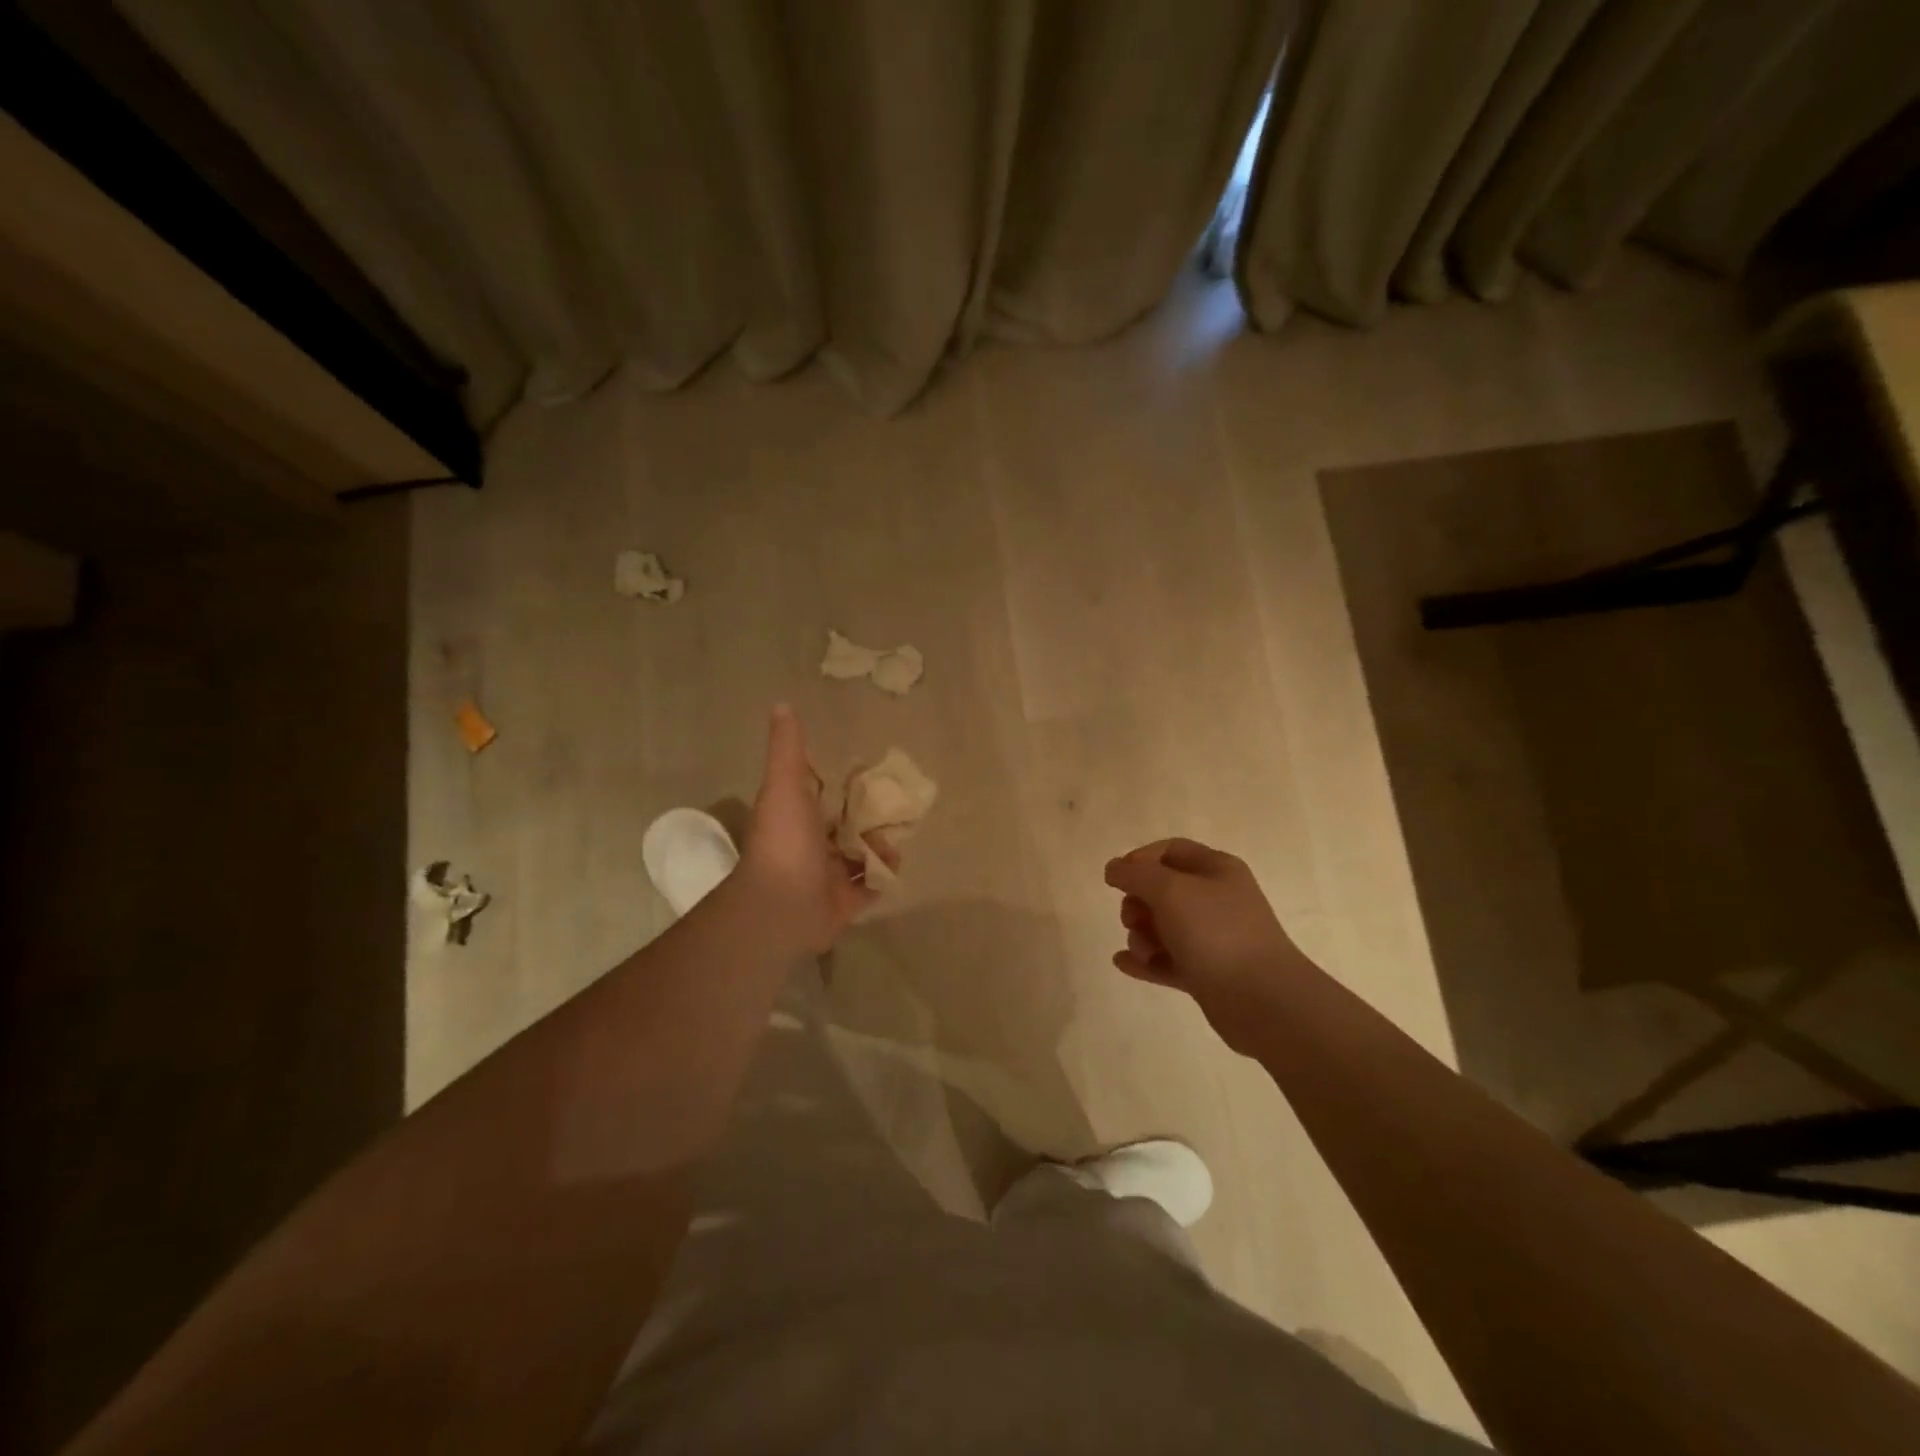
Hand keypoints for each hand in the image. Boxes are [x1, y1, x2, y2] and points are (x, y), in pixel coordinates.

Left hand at [741, 704, 890, 953]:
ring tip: (895, 834)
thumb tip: (782, 704)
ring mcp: (827, 876)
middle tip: (897, 804)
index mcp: (796, 818)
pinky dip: (884, 873)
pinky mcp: (845, 903)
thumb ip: (788, 748)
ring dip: (879, 844)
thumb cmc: (784, 840)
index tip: (869, 772)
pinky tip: (894, 861)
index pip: (823, 796)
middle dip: (869, 816)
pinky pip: (871, 885)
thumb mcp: (785, 784)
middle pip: (846, 826)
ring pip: (860, 855)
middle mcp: (810, 846)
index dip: (844, 785)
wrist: (782, 905)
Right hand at [1104, 838, 1308, 1051]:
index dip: (1140, 860)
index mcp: (1217, 870)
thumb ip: (1136, 874)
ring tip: (1143, 951)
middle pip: (1163, 890)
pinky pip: (1167, 960)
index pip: (1171, 851)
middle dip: (1138, 902)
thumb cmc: (1216, 932)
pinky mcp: (1207, 973)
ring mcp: (1213, 938)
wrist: (1262, 1000)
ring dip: (1142, 936)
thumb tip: (1113, 868)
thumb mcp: (1171, 890)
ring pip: (1164, 927)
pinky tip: (1123, 963)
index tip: (1117, 879)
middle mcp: (1217, 900)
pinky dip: (1145, 961)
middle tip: (1131, 919)